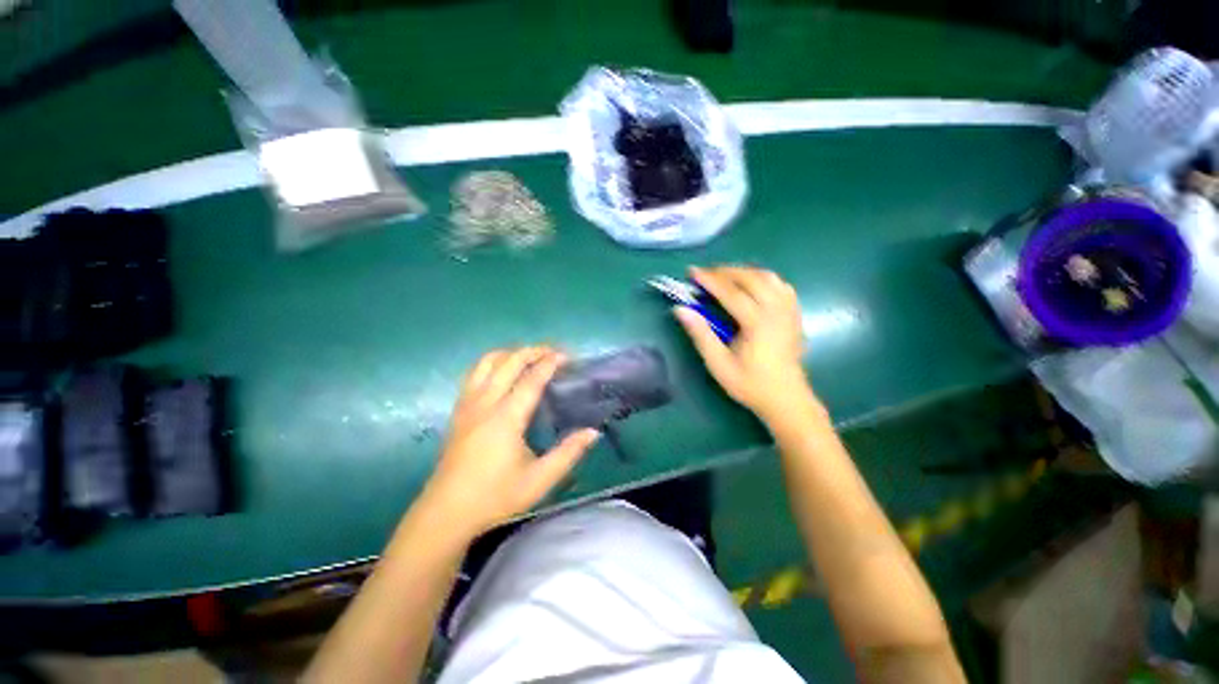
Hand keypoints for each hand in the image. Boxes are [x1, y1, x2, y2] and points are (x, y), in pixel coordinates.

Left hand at [422, 347, 599, 538]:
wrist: (445, 514)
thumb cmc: (495, 497)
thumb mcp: (539, 480)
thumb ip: (568, 453)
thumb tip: (593, 432)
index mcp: (505, 419)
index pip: (531, 380)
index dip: (550, 363)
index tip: (567, 356)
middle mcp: (485, 404)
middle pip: (508, 362)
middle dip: (532, 351)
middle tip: (553, 352)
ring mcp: (467, 405)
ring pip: (486, 362)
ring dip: (510, 353)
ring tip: (529, 357)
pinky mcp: (458, 411)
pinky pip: (475, 374)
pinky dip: (493, 363)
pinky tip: (503, 373)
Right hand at [675, 266, 815, 422]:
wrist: (787, 399)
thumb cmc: (750, 384)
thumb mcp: (719, 364)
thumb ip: (700, 334)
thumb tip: (680, 309)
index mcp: (757, 322)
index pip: (730, 292)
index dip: (709, 279)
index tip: (692, 272)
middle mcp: (776, 310)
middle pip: (750, 278)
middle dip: (725, 271)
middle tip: (705, 275)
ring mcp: (789, 310)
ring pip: (767, 277)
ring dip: (744, 272)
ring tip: (724, 277)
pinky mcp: (794, 314)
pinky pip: (780, 285)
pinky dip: (762, 278)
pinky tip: (751, 286)